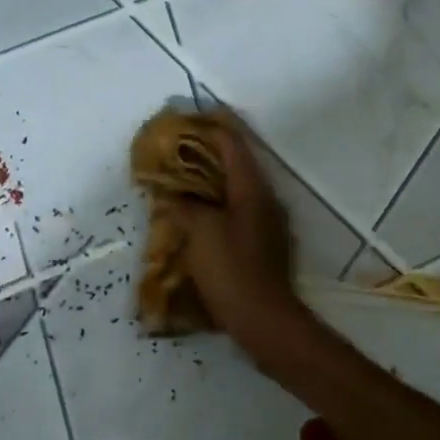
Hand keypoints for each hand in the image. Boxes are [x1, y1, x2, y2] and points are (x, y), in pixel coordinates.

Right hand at [173, 113, 304, 339]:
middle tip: (179, 149)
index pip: (233, 145)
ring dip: (212, 181)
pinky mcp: (264, 245)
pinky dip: (218, 205)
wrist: (264, 320)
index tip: (187, 119)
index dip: (211, 128)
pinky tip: (198, 216)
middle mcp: (266, 200)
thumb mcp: (200, 233)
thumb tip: (171, 195)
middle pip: (237, 165)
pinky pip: (238, 213)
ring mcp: (268, 224)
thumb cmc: (232, 271)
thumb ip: (184, 206)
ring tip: (183, 180)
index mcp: (252, 190)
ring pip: (237, 190)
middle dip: (208, 154)